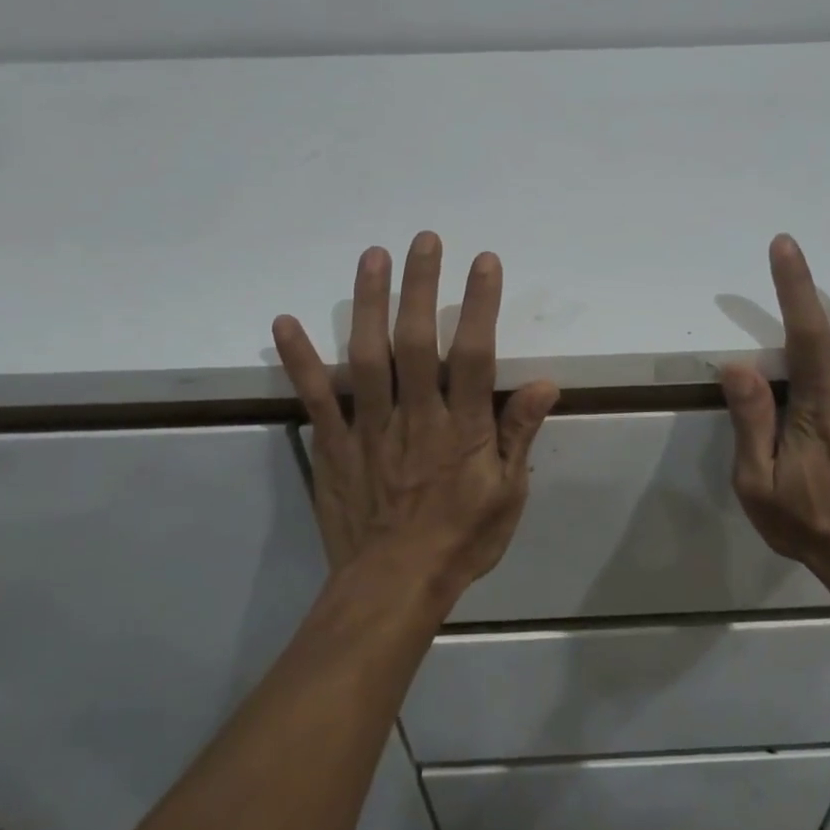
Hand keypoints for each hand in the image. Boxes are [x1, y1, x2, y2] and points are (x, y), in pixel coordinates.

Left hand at [272, 232, 559, 604]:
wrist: (392, 589)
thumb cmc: (460, 541)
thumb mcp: (507, 495)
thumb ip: (519, 436)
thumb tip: (543, 383)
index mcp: (461, 429)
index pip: (472, 355)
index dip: (479, 305)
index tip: (483, 262)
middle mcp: (415, 417)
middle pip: (415, 342)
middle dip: (421, 286)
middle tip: (423, 239)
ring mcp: (368, 429)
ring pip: (367, 357)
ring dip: (368, 304)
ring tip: (373, 256)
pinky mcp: (333, 446)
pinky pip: (315, 398)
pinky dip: (299, 360)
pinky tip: (285, 322)